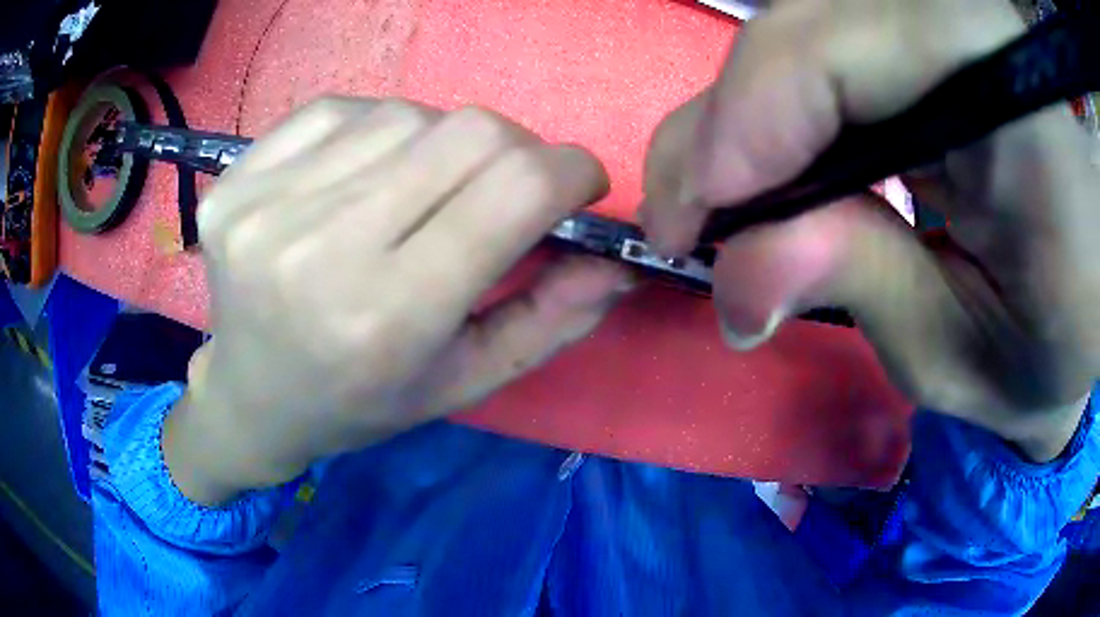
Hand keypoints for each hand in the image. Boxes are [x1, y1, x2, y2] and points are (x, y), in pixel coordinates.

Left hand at [163, 98, 631, 504]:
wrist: (252, 397)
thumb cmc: (361, 403)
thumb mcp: (464, 381)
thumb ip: (551, 320)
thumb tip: (616, 259)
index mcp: (388, 317)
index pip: (514, 188)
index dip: (572, 170)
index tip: (578, 184)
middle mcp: (319, 250)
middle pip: (467, 131)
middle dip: (514, 150)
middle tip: (504, 186)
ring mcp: (265, 205)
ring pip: (405, 113)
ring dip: (436, 143)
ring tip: (417, 192)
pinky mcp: (236, 178)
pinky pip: (338, 110)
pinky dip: (372, 131)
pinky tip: (358, 177)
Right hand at [642, 0, 1099, 460]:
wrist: (1088, 282)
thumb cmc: (1047, 340)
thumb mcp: (961, 352)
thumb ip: (857, 289)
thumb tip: (736, 282)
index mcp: (1003, 92)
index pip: (831, 55)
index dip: (737, 130)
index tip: (683, 228)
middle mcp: (964, 24)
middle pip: (798, 31)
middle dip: (724, 127)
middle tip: (687, 221)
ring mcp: (943, 18)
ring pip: (798, 31)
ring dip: (746, 117)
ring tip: (724, 199)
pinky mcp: (929, 32)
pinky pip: (823, 43)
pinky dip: (782, 104)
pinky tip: (776, 164)